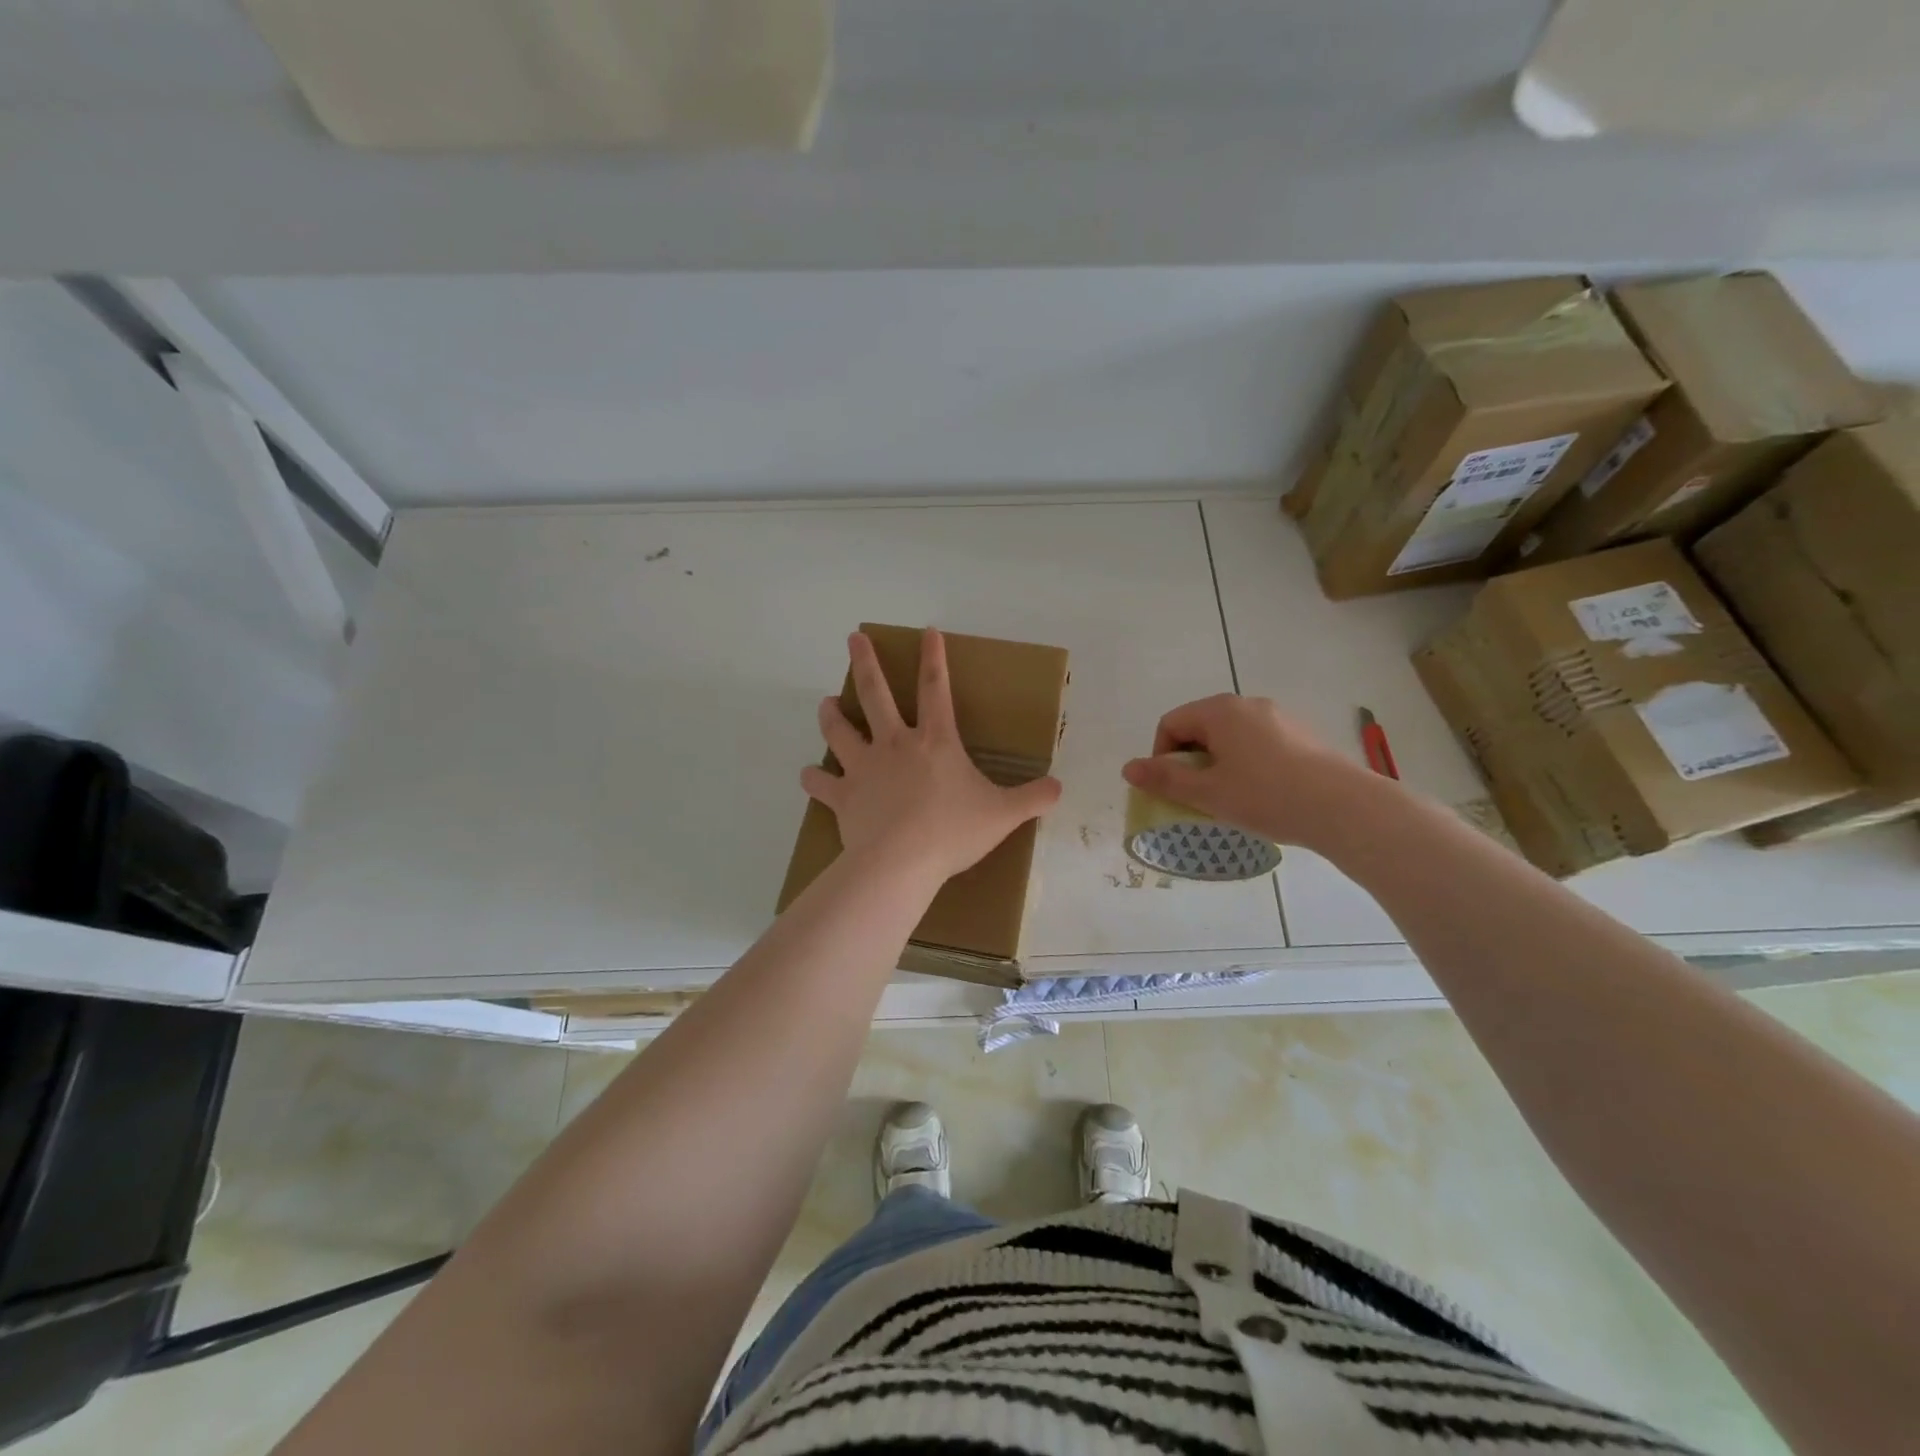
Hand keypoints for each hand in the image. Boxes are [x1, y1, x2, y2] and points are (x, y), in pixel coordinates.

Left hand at [802, 629, 1062, 883]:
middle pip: (875, 694)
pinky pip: (822, 782)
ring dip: (831, 714)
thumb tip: (1059, 788)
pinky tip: (809, 774)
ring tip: (825, 703)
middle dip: (865, 663)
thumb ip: (1032, 799)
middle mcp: (894, 745)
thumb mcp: (1002, 815)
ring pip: (840, 730)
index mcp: (935, 742)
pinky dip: (813, 777)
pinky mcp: (843, 796)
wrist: (901, 863)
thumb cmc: (953, 832)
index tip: (926, 631)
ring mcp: (864, 768)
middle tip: (853, 639)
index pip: (935, 688)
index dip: (933, 658)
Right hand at [1121, 694, 1377, 850]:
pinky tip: (1261, 794)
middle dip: (1190, 761)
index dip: (1161, 756)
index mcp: (1220, 711)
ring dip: (1217, 764)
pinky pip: (1257, 743)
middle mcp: (1248, 704)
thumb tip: (1127, 768)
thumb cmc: (1267, 796)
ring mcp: (1278, 717)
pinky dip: (1245, 764)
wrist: (1344, 808)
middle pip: (1200, 727)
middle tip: (1198, 797)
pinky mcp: (1300, 735)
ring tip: (1229, 798)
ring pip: (1229, 737)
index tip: (1173, 789)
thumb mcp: (1208, 793)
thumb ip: (1165, 779)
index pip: (1171, 723)